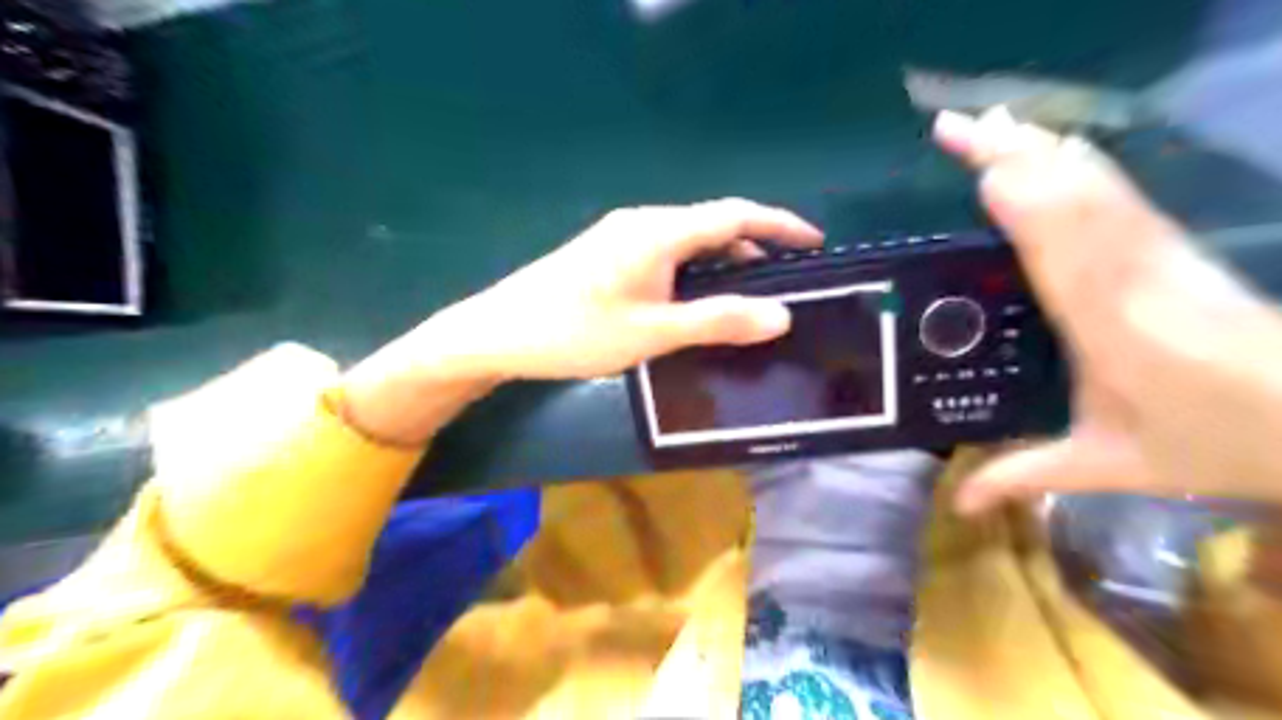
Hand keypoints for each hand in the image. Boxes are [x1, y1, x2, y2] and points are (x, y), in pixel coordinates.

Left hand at [341, 197, 820, 445]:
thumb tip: (782, 315)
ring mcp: (621, 236)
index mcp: (659, 232)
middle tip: (788, 280)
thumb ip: (717, 321)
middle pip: (713, 225)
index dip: (779, 226)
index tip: (815, 242)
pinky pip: (667, 253)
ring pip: (688, 241)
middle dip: (755, 248)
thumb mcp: (653, 332)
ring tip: (751, 295)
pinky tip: (698, 299)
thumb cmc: (575, 331)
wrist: (499, 332)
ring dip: (723, 263)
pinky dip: (695, 270)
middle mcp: (643, 223)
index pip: (735, 216)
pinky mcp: (608, 254)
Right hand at [934, 108, 1281, 513]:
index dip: (1033, 208)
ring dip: (1038, 146)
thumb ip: (1023, 476)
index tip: (987, 174)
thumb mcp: (1108, 467)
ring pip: (1094, 183)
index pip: (1067, 255)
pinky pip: (1113, 191)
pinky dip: (1074, 160)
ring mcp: (1156, 252)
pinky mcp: (1168, 244)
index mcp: (1113, 329)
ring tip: (987, 122)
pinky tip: (1048, 146)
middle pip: (1074, 197)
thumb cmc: (1213, 443)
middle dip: (1014, 154)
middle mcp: (1133, 276)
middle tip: (953, 127)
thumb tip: (952, 505)